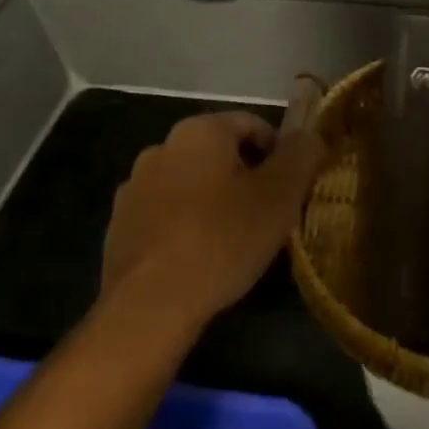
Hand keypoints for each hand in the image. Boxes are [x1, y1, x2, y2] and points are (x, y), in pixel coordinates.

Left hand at [102, 112, 324, 327]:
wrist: (150, 304)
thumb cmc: (223, 239)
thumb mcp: (280, 195)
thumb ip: (301, 155)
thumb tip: (309, 135)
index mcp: (199, 131)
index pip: (252, 124)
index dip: (280, 152)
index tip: (292, 187)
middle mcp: (161, 147)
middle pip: (219, 153)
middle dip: (246, 177)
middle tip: (269, 215)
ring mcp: (134, 187)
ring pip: (191, 183)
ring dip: (214, 200)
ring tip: (235, 239)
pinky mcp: (119, 226)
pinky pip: (166, 214)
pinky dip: (186, 225)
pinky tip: (201, 258)